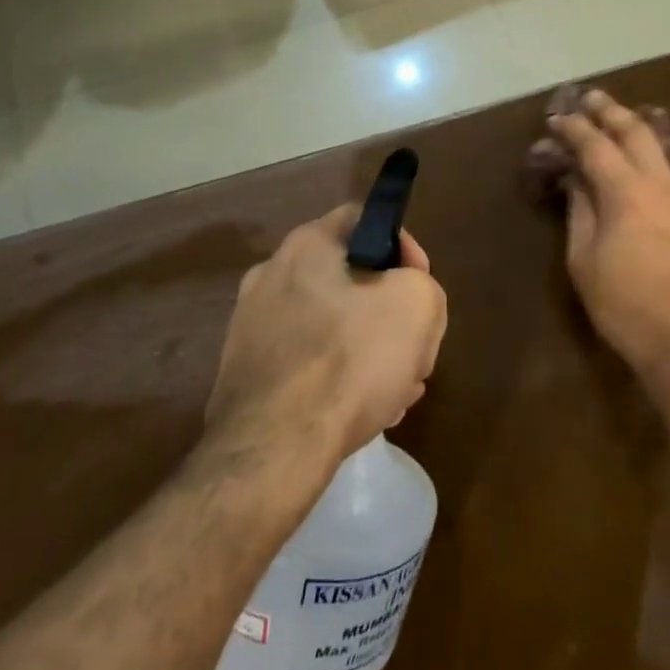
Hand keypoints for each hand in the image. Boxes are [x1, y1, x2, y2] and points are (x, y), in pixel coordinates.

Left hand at [205, 205, 447, 465]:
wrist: (272, 450)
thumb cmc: (349, 360)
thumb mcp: (418, 305)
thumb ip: (423, 286)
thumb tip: (406, 299)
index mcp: (307, 245)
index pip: (365, 219)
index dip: (404, 246)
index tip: (420, 286)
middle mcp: (270, 275)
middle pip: (351, 278)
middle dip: (390, 311)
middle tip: (413, 346)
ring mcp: (251, 327)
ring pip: (331, 326)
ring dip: (369, 349)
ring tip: (396, 389)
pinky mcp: (246, 376)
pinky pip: (307, 364)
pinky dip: (337, 379)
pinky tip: (363, 412)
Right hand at [547, 90, 669, 381]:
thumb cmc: (629, 308)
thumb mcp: (586, 265)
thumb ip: (580, 214)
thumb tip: (576, 180)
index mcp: (624, 193)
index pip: (594, 145)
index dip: (573, 128)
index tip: (557, 118)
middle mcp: (662, 180)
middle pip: (635, 129)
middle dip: (609, 110)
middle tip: (591, 98)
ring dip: (656, 126)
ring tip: (641, 127)